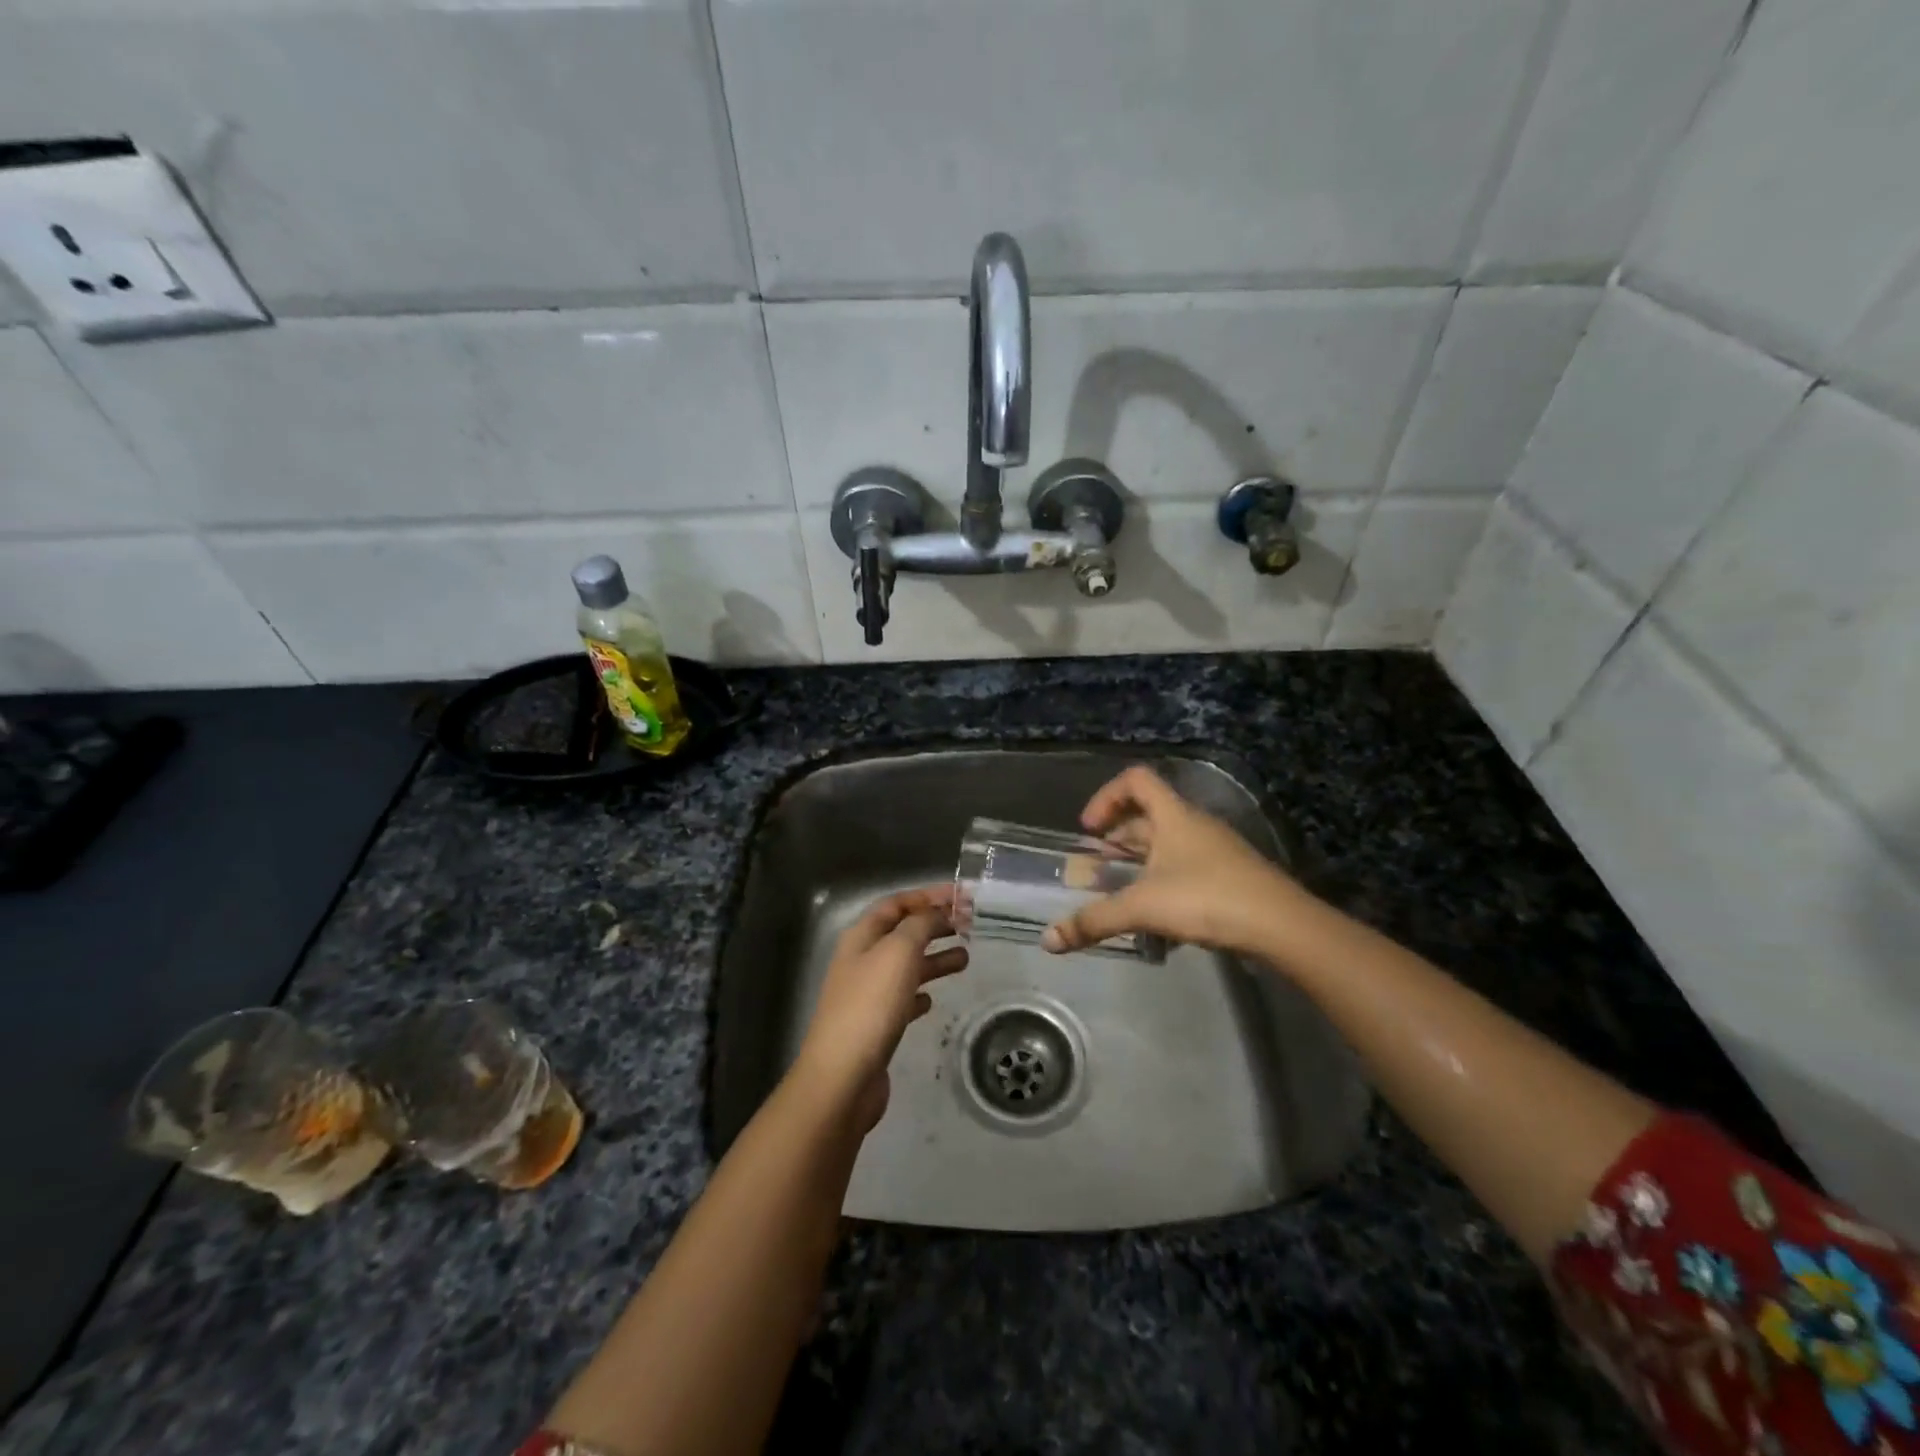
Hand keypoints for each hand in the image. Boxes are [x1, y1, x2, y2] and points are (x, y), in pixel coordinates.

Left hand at [792, 886, 967, 1128]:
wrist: (842, 1078)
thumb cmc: (871, 1006)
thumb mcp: (898, 952)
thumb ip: (920, 926)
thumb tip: (936, 913)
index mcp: (861, 937)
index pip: (895, 903)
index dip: (927, 895)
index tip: (962, 896)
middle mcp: (860, 961)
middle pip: (901, 933)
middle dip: (934, 925)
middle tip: (969, 926)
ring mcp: (865, 995)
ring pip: (904, 966)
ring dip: (933, 959)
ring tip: (966, 959)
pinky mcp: (874, 1027)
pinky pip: (900, 1000)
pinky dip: (919, 993)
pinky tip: (932, 1000)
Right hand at [1040, 766, 1303, 958]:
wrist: (1282, 926)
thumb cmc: (1207, 899)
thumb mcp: (1143, 908)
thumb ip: (1095, 921)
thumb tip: (1048, 940)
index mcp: (1174, 816)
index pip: (1136, 780)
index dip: (1106, 797)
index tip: (1089, 829)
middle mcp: (1195, 825)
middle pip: (1148, 815)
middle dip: (1118, 838)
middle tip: (1096, 865)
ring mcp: (1216, 850)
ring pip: (1168, 844)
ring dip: (1140, 862)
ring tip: (1120, 891)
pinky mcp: (1230, 876)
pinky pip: (1186, 866)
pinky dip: (1163, 880)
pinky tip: (1157, 914)